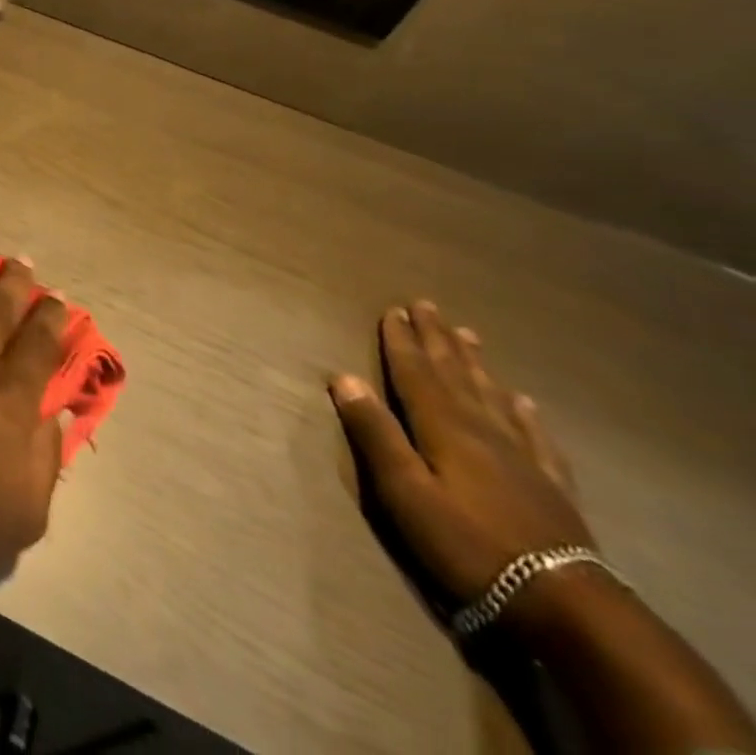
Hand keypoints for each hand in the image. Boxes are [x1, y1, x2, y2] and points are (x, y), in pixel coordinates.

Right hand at [334, 303, 755, 753]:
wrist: (567, 605)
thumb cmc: (467, 543)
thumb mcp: (405, 491)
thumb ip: (375, 433)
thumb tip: (343, 377)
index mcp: (443, 428)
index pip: (415, 373)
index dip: (402, 341)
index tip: (393, 309)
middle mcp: (482, 430)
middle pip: (454, 375)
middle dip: (437, 339)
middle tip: (428, 305)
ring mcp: (522, 459)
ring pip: (492, 397)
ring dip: (475, 364)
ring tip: (469, 335)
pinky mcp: (551, 488)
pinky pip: (537, 439)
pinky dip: (526, 415)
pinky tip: (525, 402)